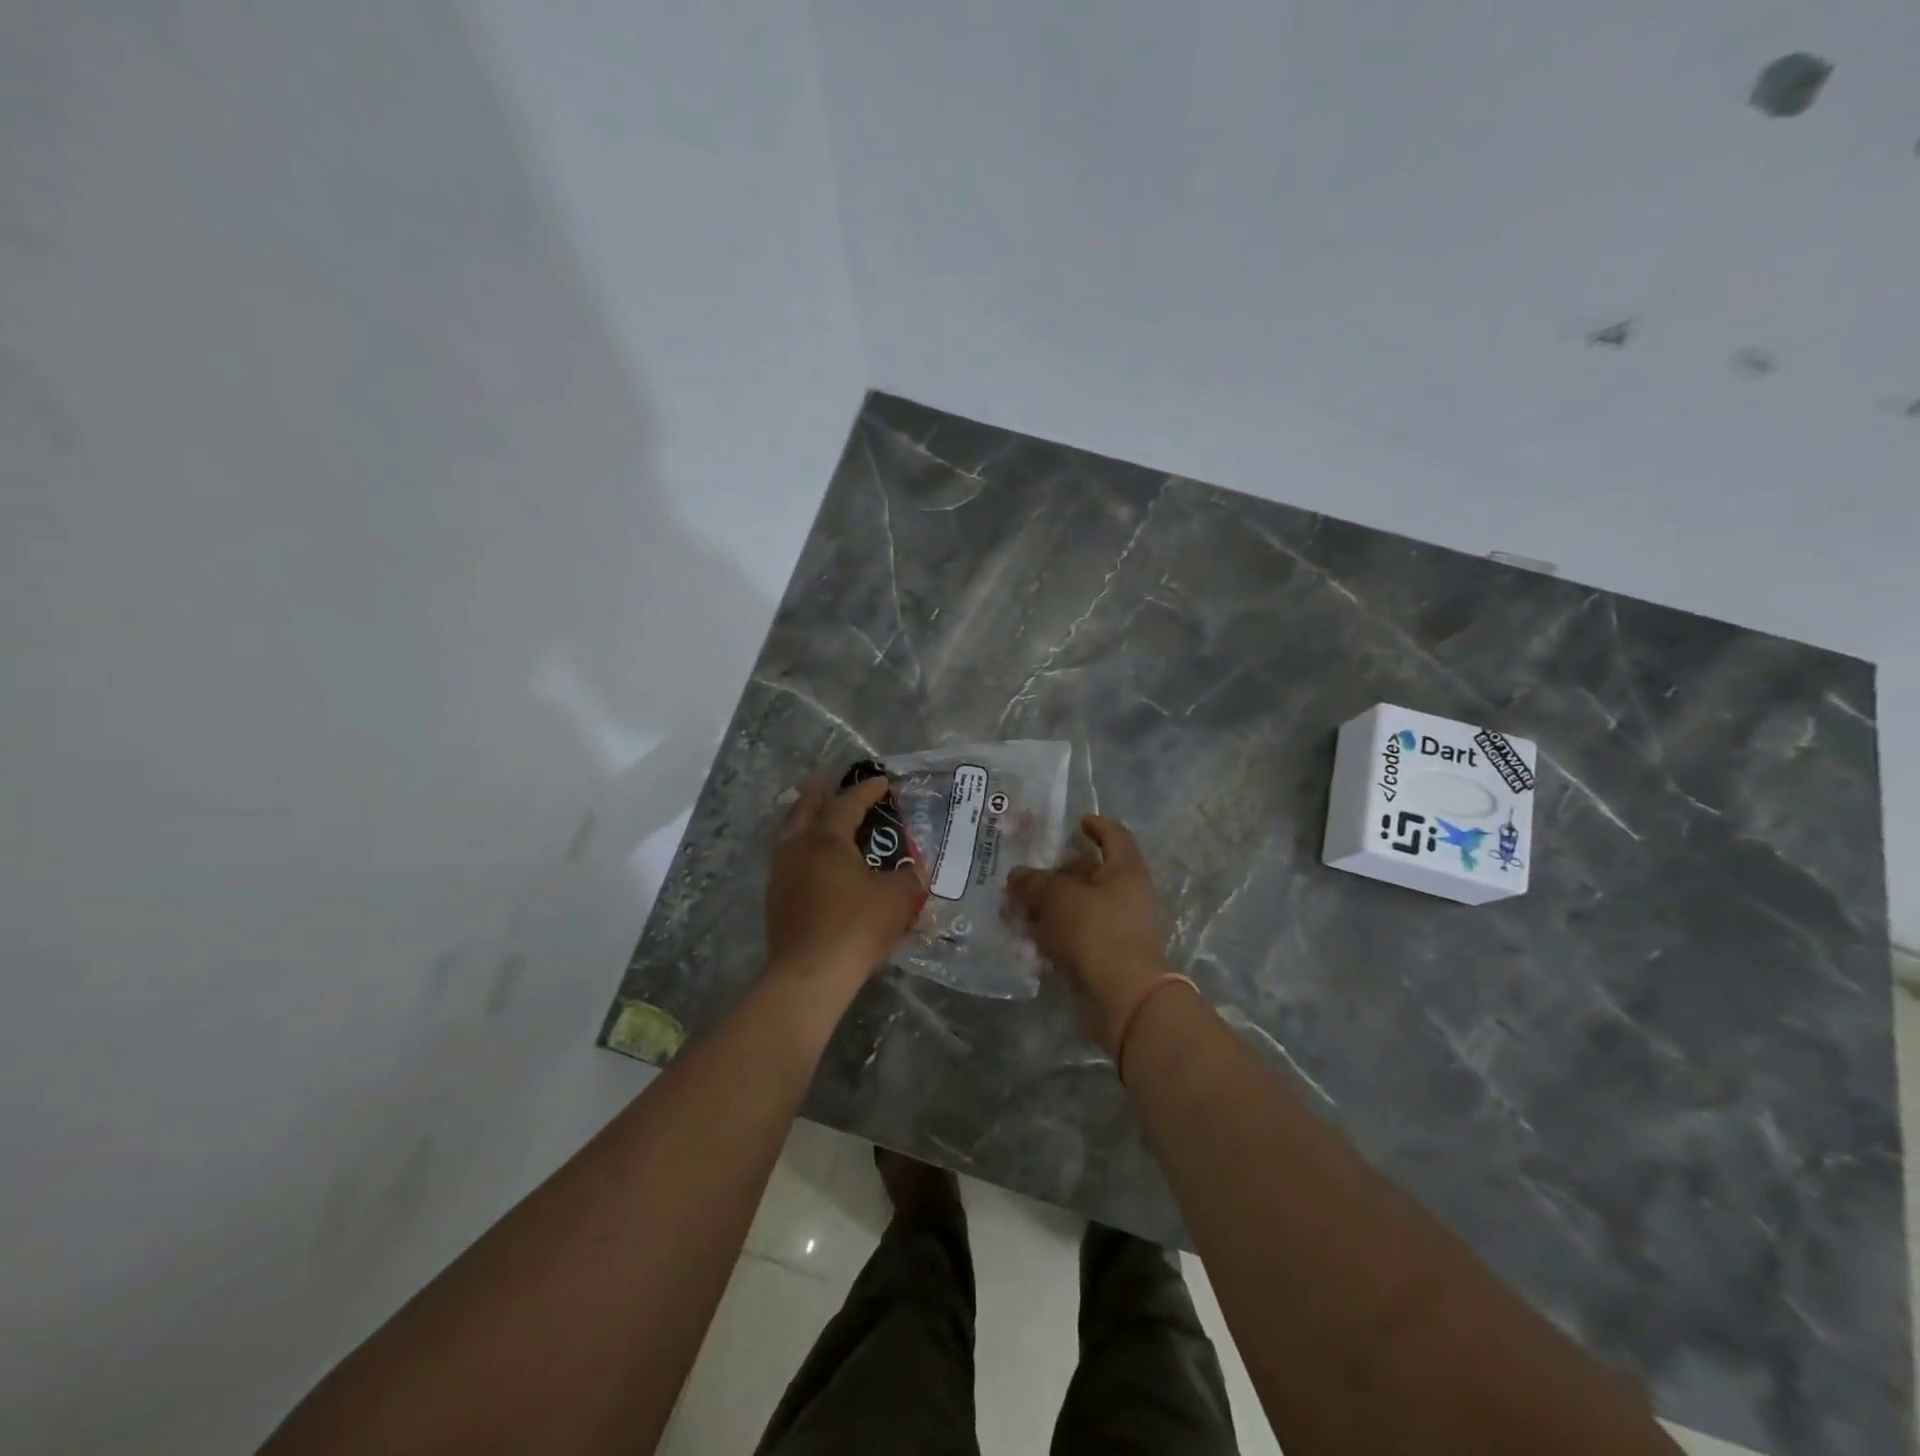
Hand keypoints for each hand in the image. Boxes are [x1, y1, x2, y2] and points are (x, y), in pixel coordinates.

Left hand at [766, 775, 924, 993]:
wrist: (809, 975)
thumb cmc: (856, 927)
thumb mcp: (897, 899)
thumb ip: (910, 878)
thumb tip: (916, 871)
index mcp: (827, 838)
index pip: (848, 802)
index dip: (867, 790)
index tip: (883, 782)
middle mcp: (798, 846)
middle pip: (807, 806)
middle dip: (824, 791)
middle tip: (838, 783)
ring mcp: (781, 872)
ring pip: (791, 830)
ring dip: (807, 817)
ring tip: (821, 815)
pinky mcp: (775, 897)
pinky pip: (788, 857)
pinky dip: (802, 845)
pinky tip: (814, 860)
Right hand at [1007, 815, 1168, 1048]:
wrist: (1122, 997)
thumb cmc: (1095, 930)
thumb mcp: (1057, 897)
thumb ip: (1034, 882)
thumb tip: (1017, 876)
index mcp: (1125, 870)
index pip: (1114, 835)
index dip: (1095, 826)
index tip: (1075, 823)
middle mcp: (1126, 895)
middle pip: (1089, 874)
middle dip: (1055, 874)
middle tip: (1024, 876)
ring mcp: (1117, 929)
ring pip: (1077, 909)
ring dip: (1047, 908)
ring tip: (1014, 911)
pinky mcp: (1105, 958)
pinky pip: (1075, 939)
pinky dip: (1052, 937)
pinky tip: (1026, 941)